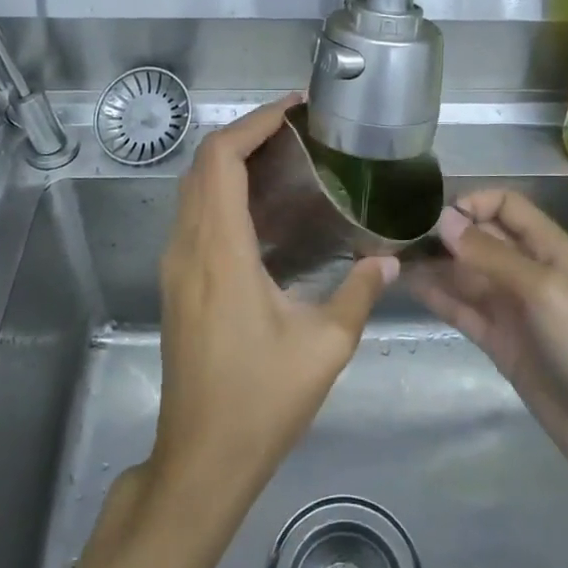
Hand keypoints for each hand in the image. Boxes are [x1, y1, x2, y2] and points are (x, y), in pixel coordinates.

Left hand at [150, 95, 395, 510]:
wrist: (202, 457)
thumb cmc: (262, 400)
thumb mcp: (325, 345)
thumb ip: (360, 292)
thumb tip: (390, 260)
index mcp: (220, 250)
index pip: (221, 160)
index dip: (254, 124)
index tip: (294, 109)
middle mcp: (188, 247)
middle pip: (203, 164)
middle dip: (246, 134)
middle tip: (298, 130)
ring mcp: (177, 265)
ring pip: (195, 188)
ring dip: (232, 161)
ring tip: (287, 159)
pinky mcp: (178, 282)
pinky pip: (196, 215)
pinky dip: (225, 192)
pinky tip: (268, 210)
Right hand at [415, 189, 567, 500]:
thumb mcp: (545, 291)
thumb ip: (492, 255)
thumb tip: (444, 220)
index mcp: (550, 249)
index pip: (506, 206)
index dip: (473, 204)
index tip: (434, 216)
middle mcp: (528, 271)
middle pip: (480, 239)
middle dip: (444, 233)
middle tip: (395, 235)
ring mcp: (512, 309)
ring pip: (465, 274)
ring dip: (434, 264)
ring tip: (390, 257)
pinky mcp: (499, 342)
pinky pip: (463, 309)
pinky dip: (438, 296)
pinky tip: (408, 285)